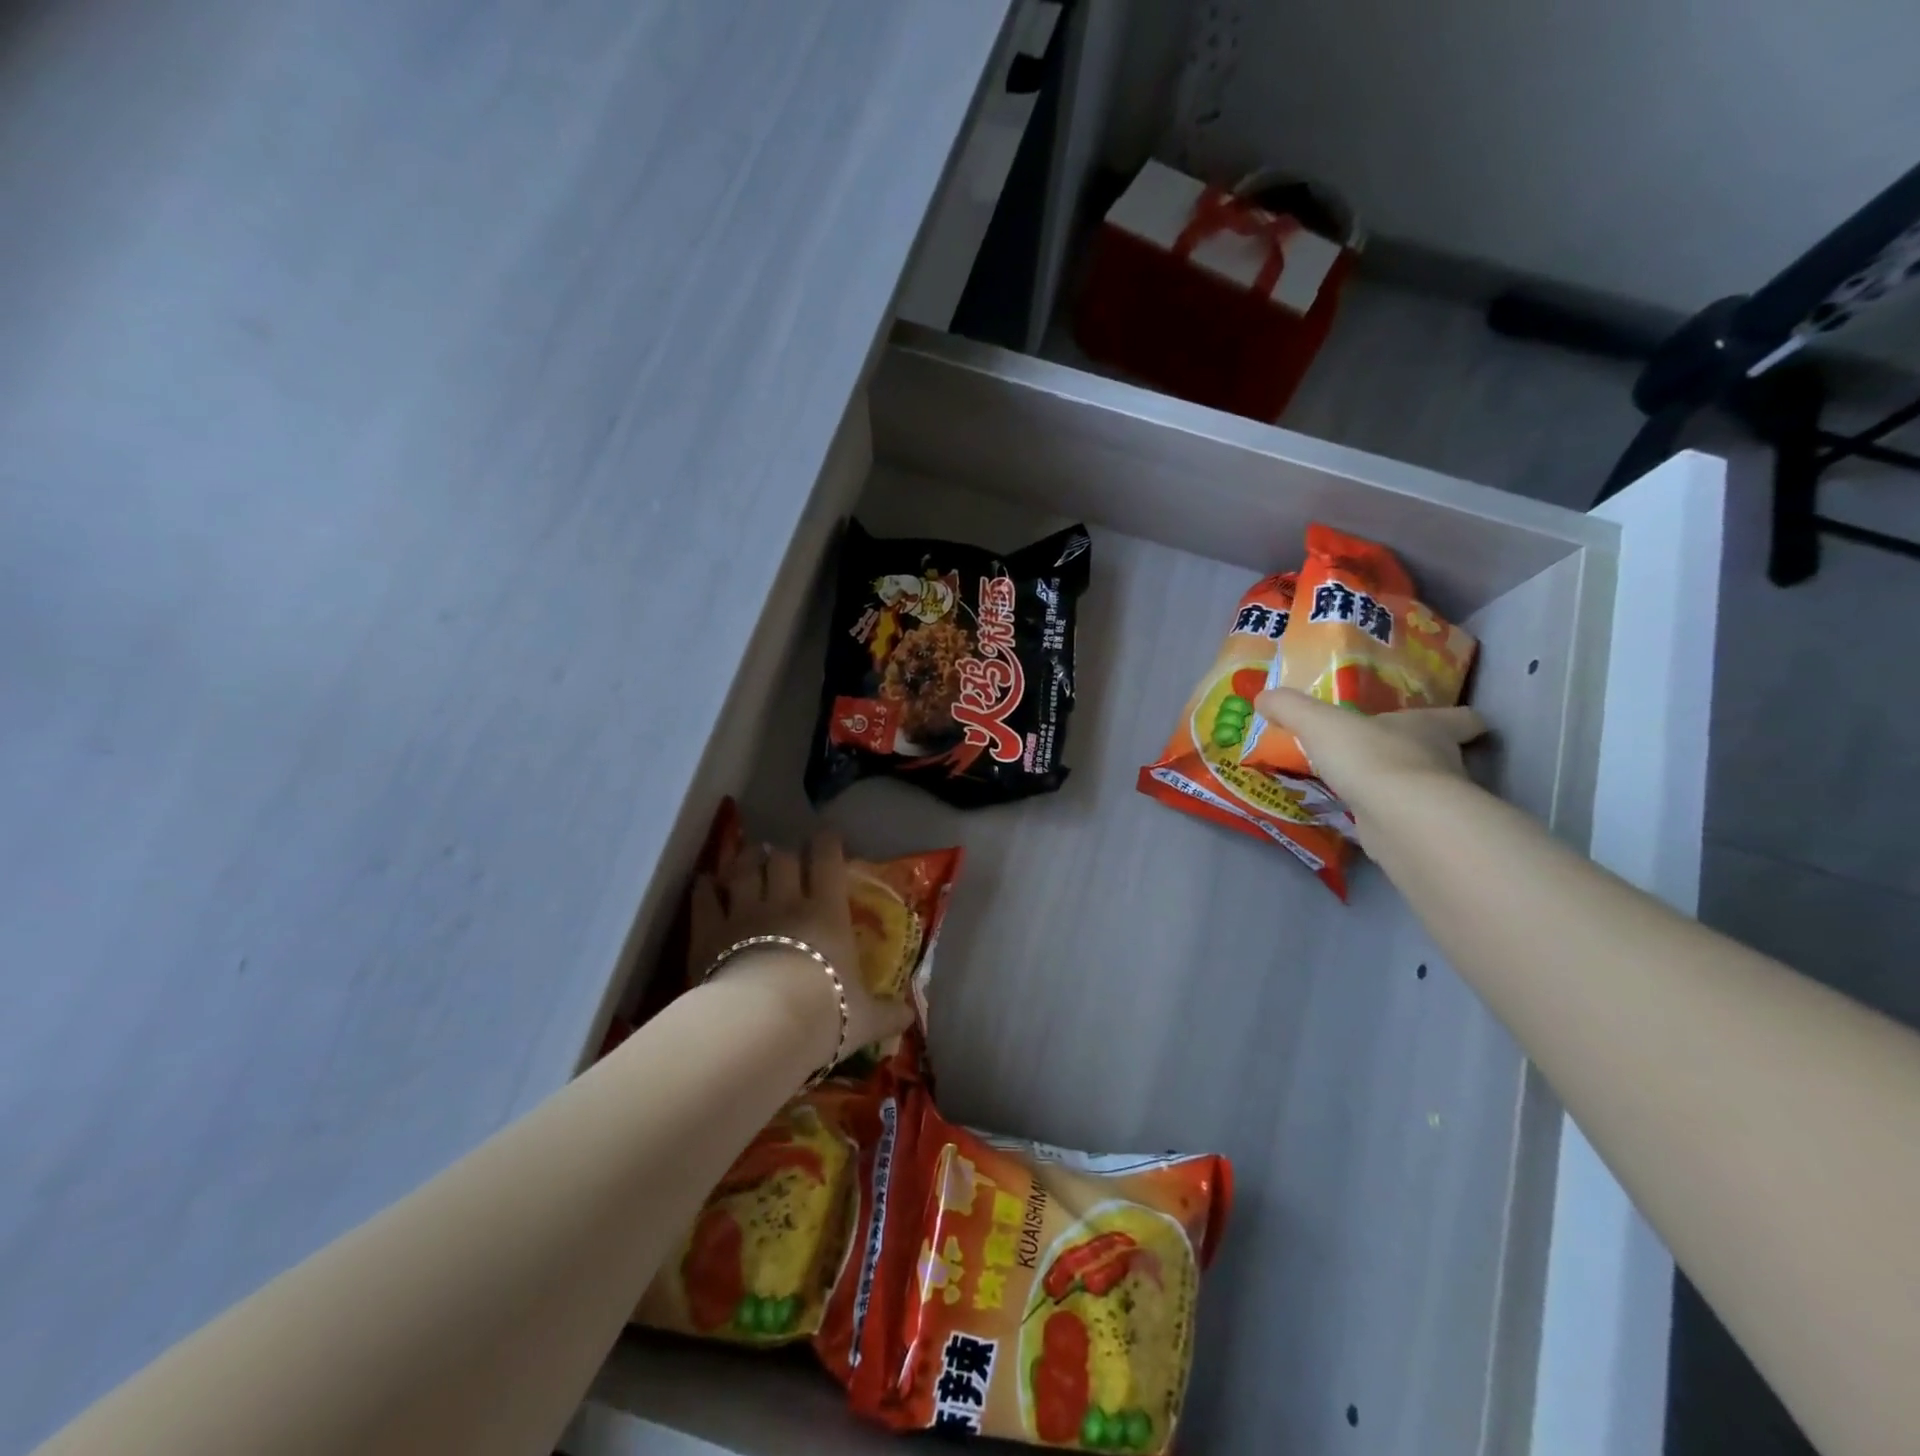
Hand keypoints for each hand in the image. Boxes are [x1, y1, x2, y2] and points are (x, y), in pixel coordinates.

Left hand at [689, 831, 911, 1068]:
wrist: (763, 1027)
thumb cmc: (824, 1014)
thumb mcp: (865, 1018)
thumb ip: (887, 1013)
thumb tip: (909, 1016)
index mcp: (826, 912)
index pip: (828, 860)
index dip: (827, 844)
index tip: (827, 837)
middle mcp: (785, 901)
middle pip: (782, 859)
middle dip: (784, 853)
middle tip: (785, 856)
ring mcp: (744, 913)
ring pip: (743, 869)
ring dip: (746, 859)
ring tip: (749, 857)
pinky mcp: (709, 932)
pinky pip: (705, 898)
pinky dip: (705, 887)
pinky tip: (706, 883)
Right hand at [1253, 688, 1486, 811]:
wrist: (1400, 820)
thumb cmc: (1371, 757)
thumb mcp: (1319, 722)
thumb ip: (1291, 708)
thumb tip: (1264, 696)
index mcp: (1429, 727)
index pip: (1463, 719)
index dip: (1460, 718)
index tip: (1451, 721)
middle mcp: (1443, 761)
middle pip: (1442, 754)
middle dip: (1417, 752)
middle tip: (1381, 751)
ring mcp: (1435, 801)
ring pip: (1423, 788)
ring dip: (1398, 786)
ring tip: (1362, 786)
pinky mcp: (1421, 833)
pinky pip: (1402, 819)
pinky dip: (1385, 817)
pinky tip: (1358, 817)